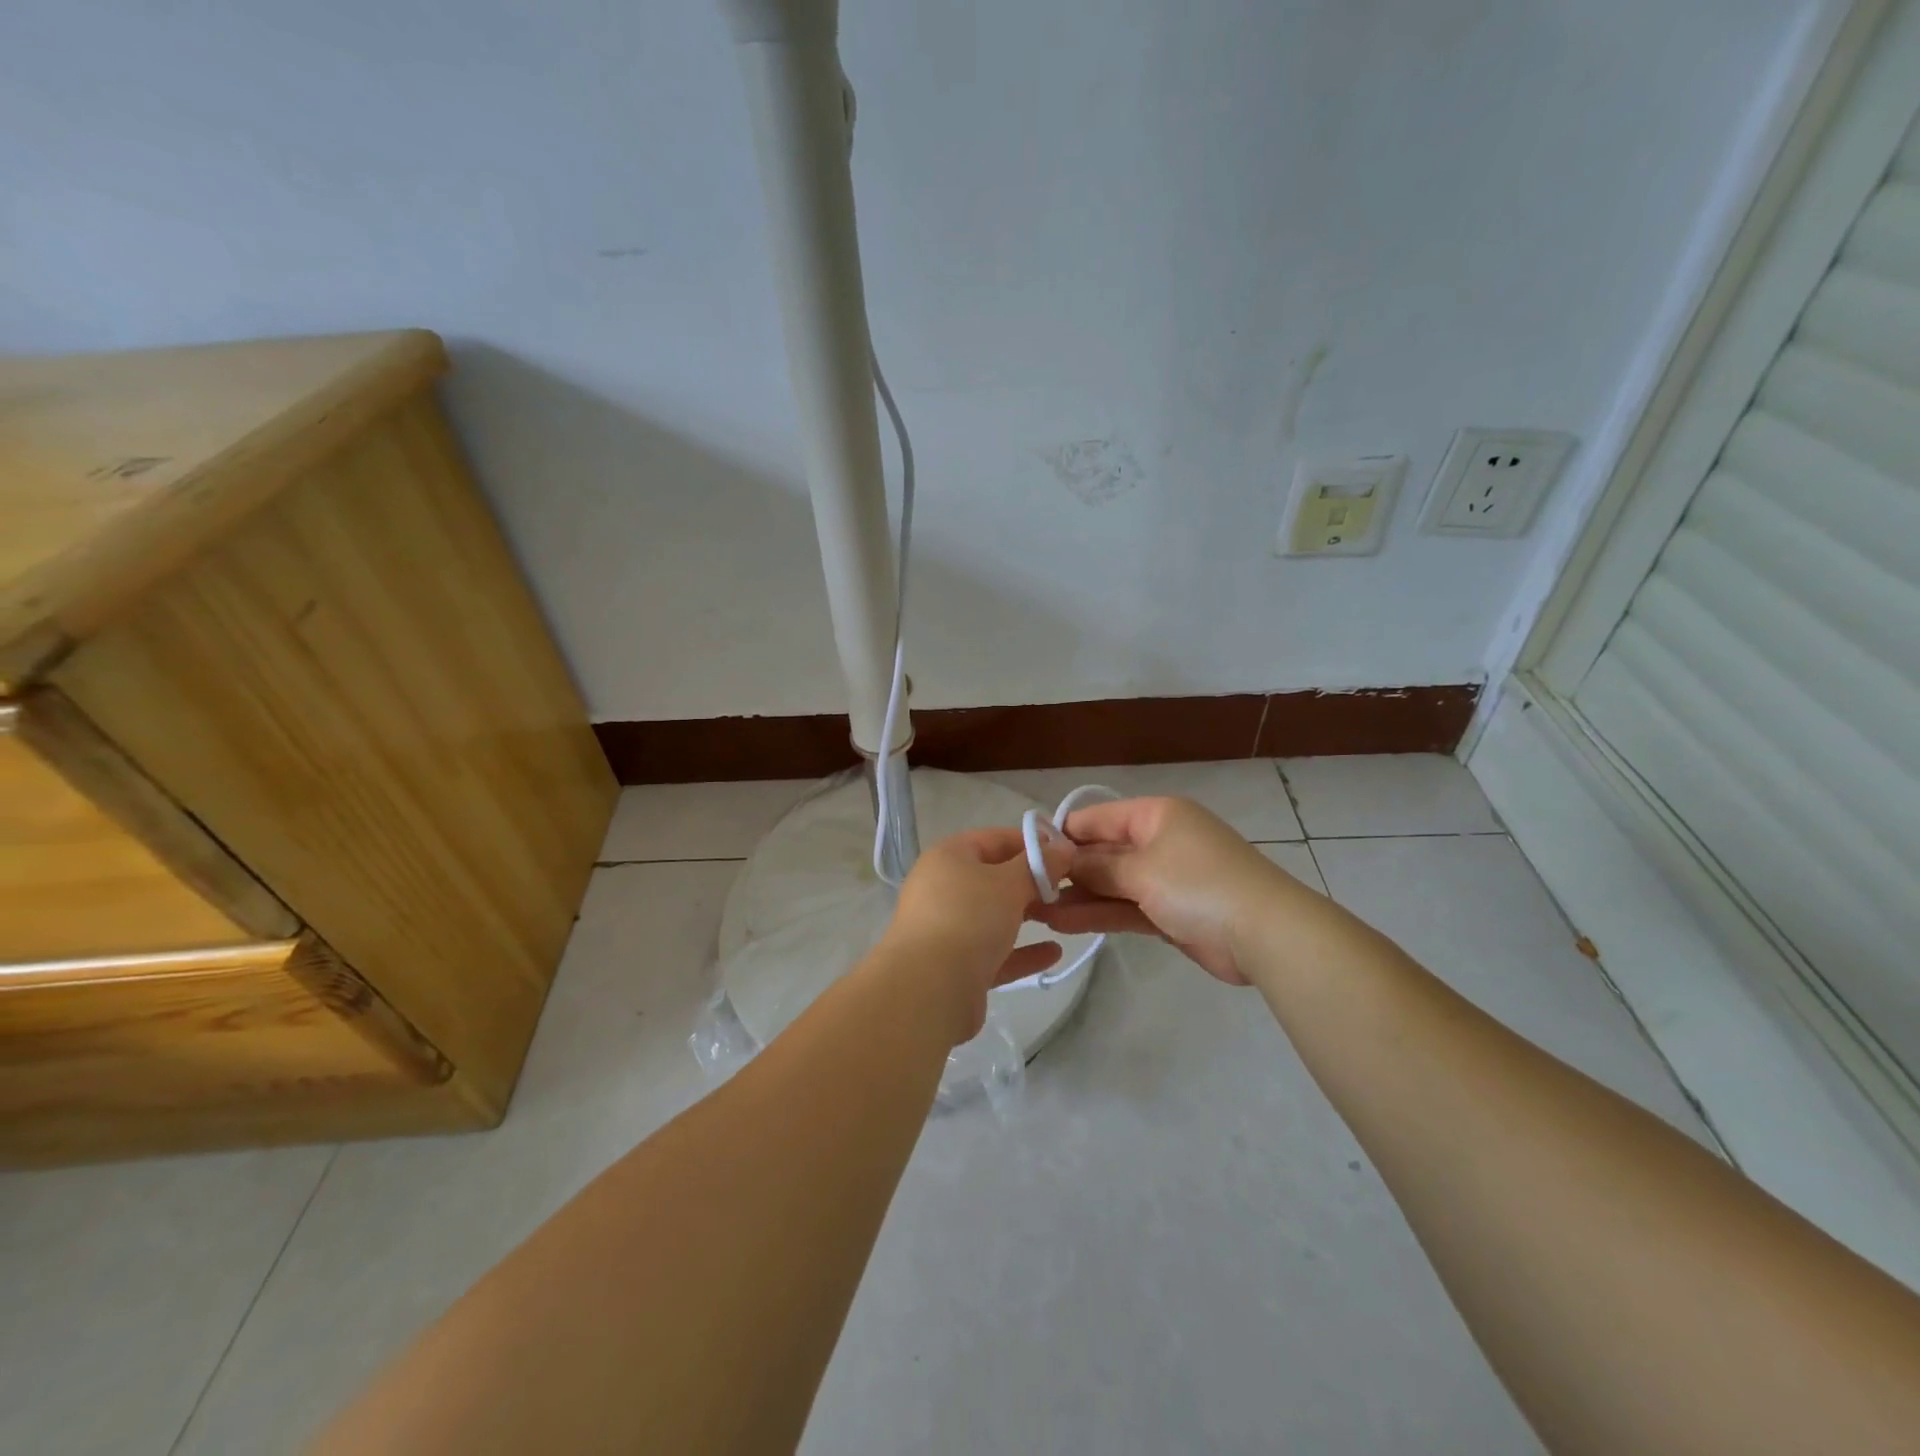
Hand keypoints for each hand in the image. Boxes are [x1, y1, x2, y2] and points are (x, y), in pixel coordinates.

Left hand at [883, 827, 1071, 1042]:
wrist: (929, 989)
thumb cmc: (969, 918)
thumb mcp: (1010, 883)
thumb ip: (1039, 864)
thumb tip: (1063, 848)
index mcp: (948, 857)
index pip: (994, 838)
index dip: (1030, 842)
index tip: (1065, 853)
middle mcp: (942, 888)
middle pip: (993, 878)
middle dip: (1031, 882)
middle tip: (1069, 887)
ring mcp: (946, 928)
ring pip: (994, 916)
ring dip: (1028, 915)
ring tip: (1064, 916)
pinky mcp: (955, 966)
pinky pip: (994, 952)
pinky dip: (1021, 951)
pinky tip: (1053, 953)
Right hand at [1030, 796, 1295, 984]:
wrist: (1265, 933)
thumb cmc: (1198, 885)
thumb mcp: (1141, 870)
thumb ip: (1097, 866)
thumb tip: (1063, 860)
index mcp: (1156, 815)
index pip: (1097, 818)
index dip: (1062, 834)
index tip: (1028, 855)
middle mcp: (1160, 840)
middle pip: (1104, 852)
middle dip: (1068, 871)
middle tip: (1027, 890)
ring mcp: (1167, 878)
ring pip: (1114, 884)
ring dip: (1080, 896)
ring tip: (1037, 911)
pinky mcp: (1172, 912)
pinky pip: (1128, 907)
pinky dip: (1101, 914)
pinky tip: (1066, 922)